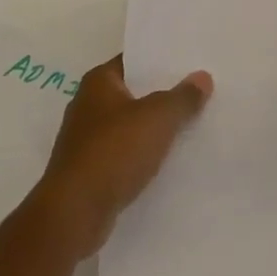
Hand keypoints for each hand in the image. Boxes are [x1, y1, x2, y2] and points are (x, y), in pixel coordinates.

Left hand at [28, 55, 211, 257]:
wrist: (74, 214)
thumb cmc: (114, 152)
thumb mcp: (158, 118)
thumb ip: (183, 97)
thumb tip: (202, 77)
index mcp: (98, 82)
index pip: (134, 60)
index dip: (162, 60)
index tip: (191, 62)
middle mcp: (88, 105)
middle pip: (134, 93)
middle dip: (162, 94)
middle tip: (199, 92)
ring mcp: (86, 141)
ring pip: (130, 126)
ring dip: (153, 128)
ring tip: (191, 125)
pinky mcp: (89, 172)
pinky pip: (124, 154)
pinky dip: (143, 155)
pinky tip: (168, 160)